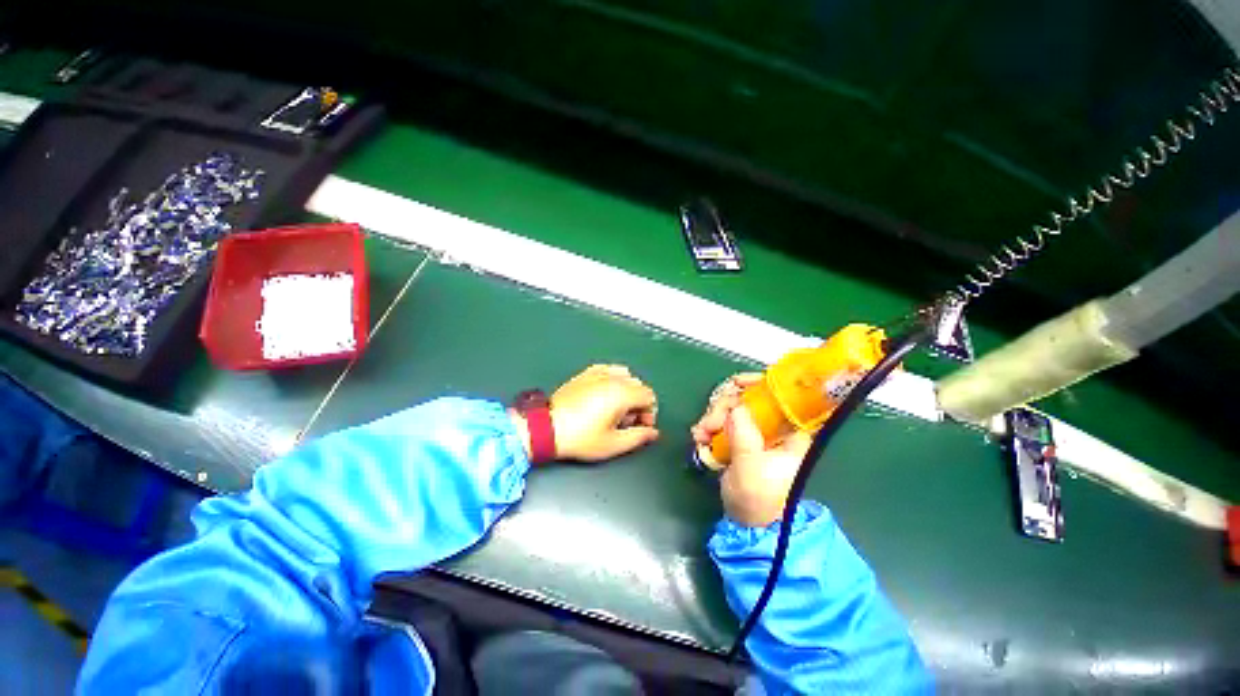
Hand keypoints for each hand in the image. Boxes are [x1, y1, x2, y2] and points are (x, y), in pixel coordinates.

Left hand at [548, 365, 659, 461]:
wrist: (547, 428)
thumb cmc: (580, 437)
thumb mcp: (613, 444)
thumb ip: (639, 437)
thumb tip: (652, 432)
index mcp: (622, 394)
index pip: (649, 396)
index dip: (649, 413)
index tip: (640, 426)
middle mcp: (612, 378)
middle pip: (639, 385)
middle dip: (638, 403)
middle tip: (627, 422)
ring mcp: (598, 373)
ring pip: (625, 375)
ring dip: (627, 390)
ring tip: (616, 408)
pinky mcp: (586, 373)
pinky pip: (608, 370)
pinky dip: (613, 379)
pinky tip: (605, 394)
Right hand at [691, 373, 812, 526]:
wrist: (748, 523)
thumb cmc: (759, 497)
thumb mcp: (751, 465)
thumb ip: (743, 433)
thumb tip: (735, 405)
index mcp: (790, 432)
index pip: (781, 394)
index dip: (760, 382)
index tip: (736, 383)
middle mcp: (774, 427)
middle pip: (749, 399)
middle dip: (724, 406)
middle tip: (709, 423)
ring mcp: (755, 433)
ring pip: (732, 409)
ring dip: (713, 417)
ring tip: (701, 435)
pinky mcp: (740, 439)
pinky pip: (723, 422)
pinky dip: (709, 426)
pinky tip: (700, 437)